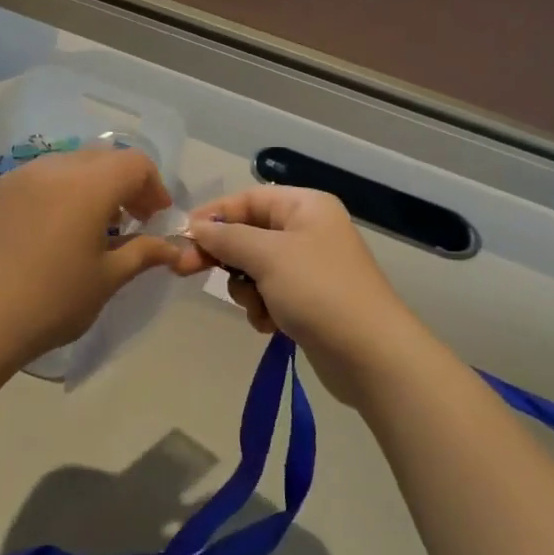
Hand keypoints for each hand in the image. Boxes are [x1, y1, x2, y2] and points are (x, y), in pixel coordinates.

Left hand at [0, 147, 188, 365]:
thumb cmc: (51, 301)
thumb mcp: (107, 279)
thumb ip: (143, 253)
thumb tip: (172, 248)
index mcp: (89, 184)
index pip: (134, 163)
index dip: (153, 186)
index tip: (155, 218)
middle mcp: (53, 168)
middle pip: (101, 158)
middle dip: (122, 183)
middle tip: (129, 221)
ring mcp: (17, 177)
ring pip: (66, 165)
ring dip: (87, 186)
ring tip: (87, 226)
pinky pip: (34, 180)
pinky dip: (54, 194)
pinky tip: (47, 232)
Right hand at [186, 186, 430, 406]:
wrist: (371, 355)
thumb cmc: (318, 291)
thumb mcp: (267, 256)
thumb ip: (226, 238)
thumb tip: (195, 227)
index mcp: (305, 206)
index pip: (248, 199)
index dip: (214, 215)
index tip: (182, 236)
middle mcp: (308, 230)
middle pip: (249, 233)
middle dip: (226, 257)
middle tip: (189, 271)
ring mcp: (309, 267)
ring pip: (255, 268)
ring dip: (247, 289)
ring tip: (258, 307)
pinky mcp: (309, 300)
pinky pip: (270, 294)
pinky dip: (263, 308)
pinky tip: (270, 326)